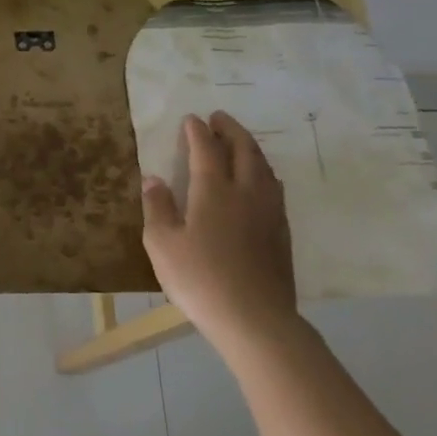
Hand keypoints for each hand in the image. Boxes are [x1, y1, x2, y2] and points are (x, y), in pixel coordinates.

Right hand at [141, 111, 298, 347]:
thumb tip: (155, 179)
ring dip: (250, 148)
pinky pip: (274, 188)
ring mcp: (269, 213)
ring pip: (264, 168)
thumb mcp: (162, 243)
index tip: (191, 119)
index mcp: (214, 191)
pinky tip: (260, 181)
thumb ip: (157, 207)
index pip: (207, 150)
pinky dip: (263, 172)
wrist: (254, 318)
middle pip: (244, 151)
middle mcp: (246, 193)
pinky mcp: (281, 232)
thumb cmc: (199, 278)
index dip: (198, 132)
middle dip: (231, 130)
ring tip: (239, 143)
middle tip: (219, 117)